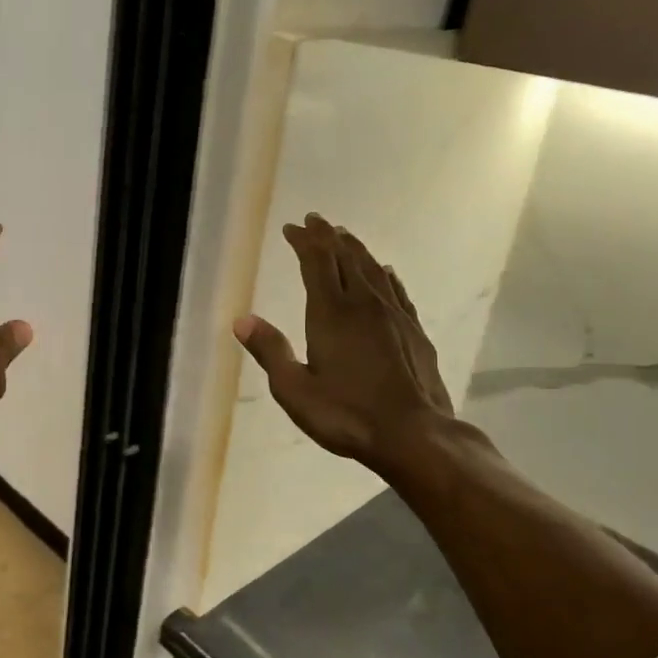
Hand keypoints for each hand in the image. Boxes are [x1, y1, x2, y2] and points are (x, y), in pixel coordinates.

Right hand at [234, 214, 455, 473]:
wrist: (414, 435)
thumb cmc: (347, 415)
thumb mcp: (295, 390)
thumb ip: (270, 351)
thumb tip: (242, 320)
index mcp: (331, 313)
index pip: (317, 262)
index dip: (304, 241)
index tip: (292, 228)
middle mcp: (364, 304)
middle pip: (346, 258)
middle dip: (328, 237)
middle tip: (316, 222)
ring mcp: (394, 316)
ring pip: (373, 269)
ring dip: (356, 249)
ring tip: (345, 237)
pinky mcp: (415, 331)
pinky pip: (397, 290)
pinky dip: (385, 275)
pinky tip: (386, 272)